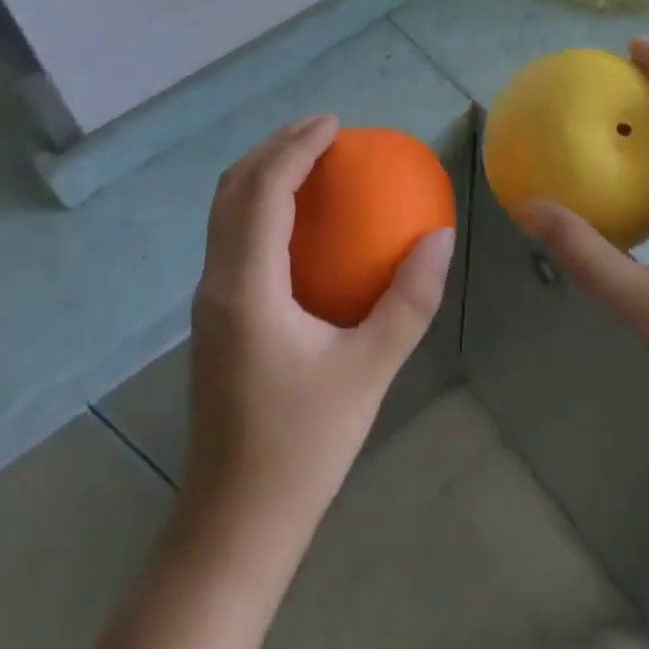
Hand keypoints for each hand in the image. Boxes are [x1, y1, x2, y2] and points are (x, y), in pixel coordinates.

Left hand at [183, 114, 455, 540]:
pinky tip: (296, 219)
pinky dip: (258, 204)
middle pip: (232, 189)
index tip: (334, 124)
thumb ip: (408, 301)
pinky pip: (230, 236)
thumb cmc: (303, 447)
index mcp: (245, 286)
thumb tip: (440, 236)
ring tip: (308, 158)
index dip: (295, 147)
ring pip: (224, 212)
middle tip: (323, 130)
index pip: (263, 191)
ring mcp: (208, 300)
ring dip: (262, 173)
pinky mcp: (214, 317)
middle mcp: (216, 282)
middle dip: (274, 147)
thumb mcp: (368, 372)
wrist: (235, 524)